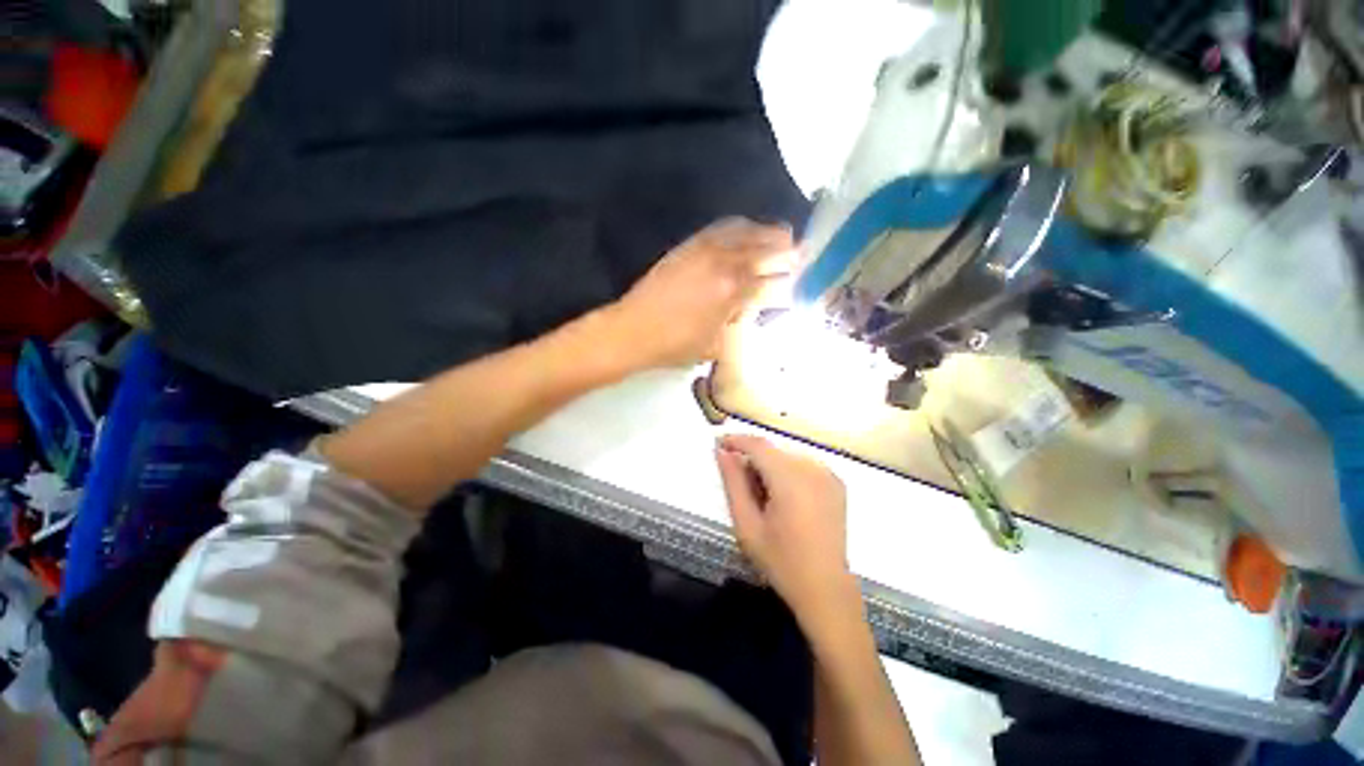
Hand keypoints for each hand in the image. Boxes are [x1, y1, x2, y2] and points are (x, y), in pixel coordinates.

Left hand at [606, 218, 794, 368]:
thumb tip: (745, 307)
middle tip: (798, 249)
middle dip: (783, 247)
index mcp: (732, 291)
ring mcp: (704, 250)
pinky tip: (743, 231)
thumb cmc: (674, 346)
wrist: (633, 330)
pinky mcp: (687, 246)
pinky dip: (738, 227)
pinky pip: (719, 229)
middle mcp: (722, 263)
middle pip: (761, 248)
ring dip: (764, 231)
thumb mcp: (713, 344)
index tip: (800, 273)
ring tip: (778, 234)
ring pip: (742, 231)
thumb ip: (734, 323)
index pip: (767, 280)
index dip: (786, 277)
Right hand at [715, 434, 857, 625]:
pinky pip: (802, 465)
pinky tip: (782, 497)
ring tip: (761, 496)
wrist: (825, 589)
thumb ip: (733, 483)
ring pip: (786, 456)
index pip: (758, 445)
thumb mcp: (747, 524)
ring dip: (768, 466)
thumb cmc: (781, 561)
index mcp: (791, 479)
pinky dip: (786, 472)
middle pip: (772, 450)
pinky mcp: (836, 482)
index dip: (735, 440)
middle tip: (738, 484)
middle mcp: (812, 468)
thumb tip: (722, 452)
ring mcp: (828, 474)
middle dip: (751, 458)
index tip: (718, 444)